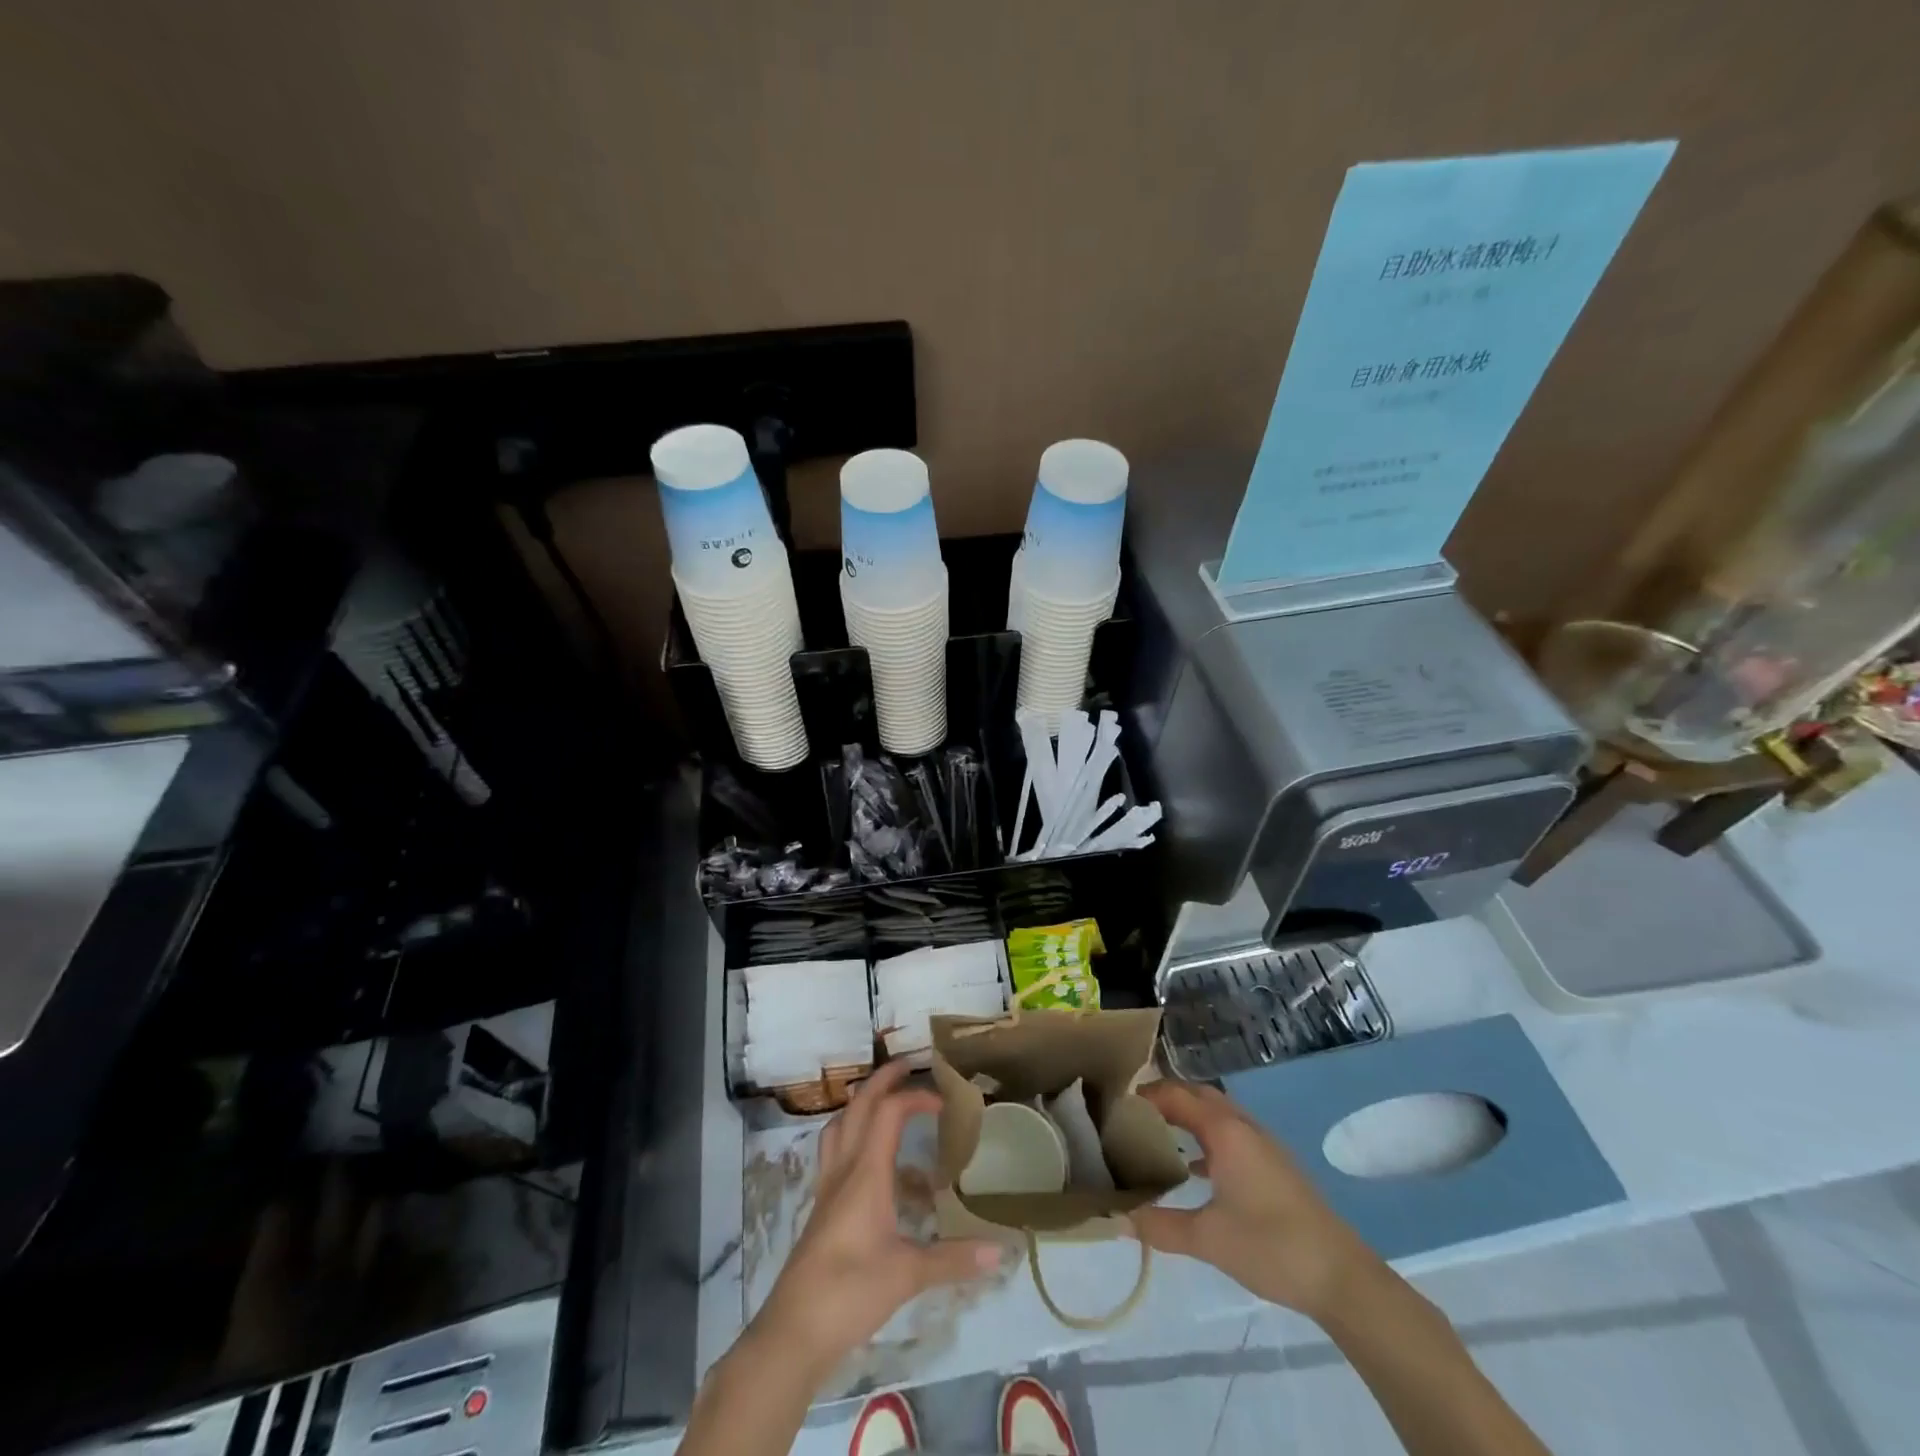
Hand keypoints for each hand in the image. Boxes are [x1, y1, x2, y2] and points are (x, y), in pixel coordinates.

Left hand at [750, 1061, 1003, 1383]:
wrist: (793, 1331)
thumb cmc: (850, 1293)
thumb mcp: (908, 1276)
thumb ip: (953, 1260)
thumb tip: (1000, 1251)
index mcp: (866, 1173)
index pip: (888, 1112)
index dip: (915, 1097)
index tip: (944, 1102)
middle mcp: (844, 1169)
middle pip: (858, 1106)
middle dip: (882, 1080)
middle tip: (907, 1065)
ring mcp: (827, 1186)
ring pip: (839, 1124)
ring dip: (860, 1103)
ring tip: (884, 1100)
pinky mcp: (820, 1207)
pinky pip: (833, 1151)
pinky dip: (850, 1135)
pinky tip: (867, 1158)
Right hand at [1131, 1079, 1379, 1319]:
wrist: (1341, 1278)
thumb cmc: (1270, 1246)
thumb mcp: (1208, 1239)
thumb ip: (1160, 1225)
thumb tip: (1117, 1219)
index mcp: (1226, 1131)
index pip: (1177, 1095)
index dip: (1147, 1094)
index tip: (1116, 1102)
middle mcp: (1244, 1127)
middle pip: (1199, 1095)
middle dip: (1167, 1097)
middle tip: (1133, 1113)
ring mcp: (1264, 1146)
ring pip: (1218, 1114)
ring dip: (1189, 1115)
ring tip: (1157, 1134)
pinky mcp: (1275, 1166)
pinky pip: (1232, 1134)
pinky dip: (1208, 1137)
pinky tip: (1195, 1168)